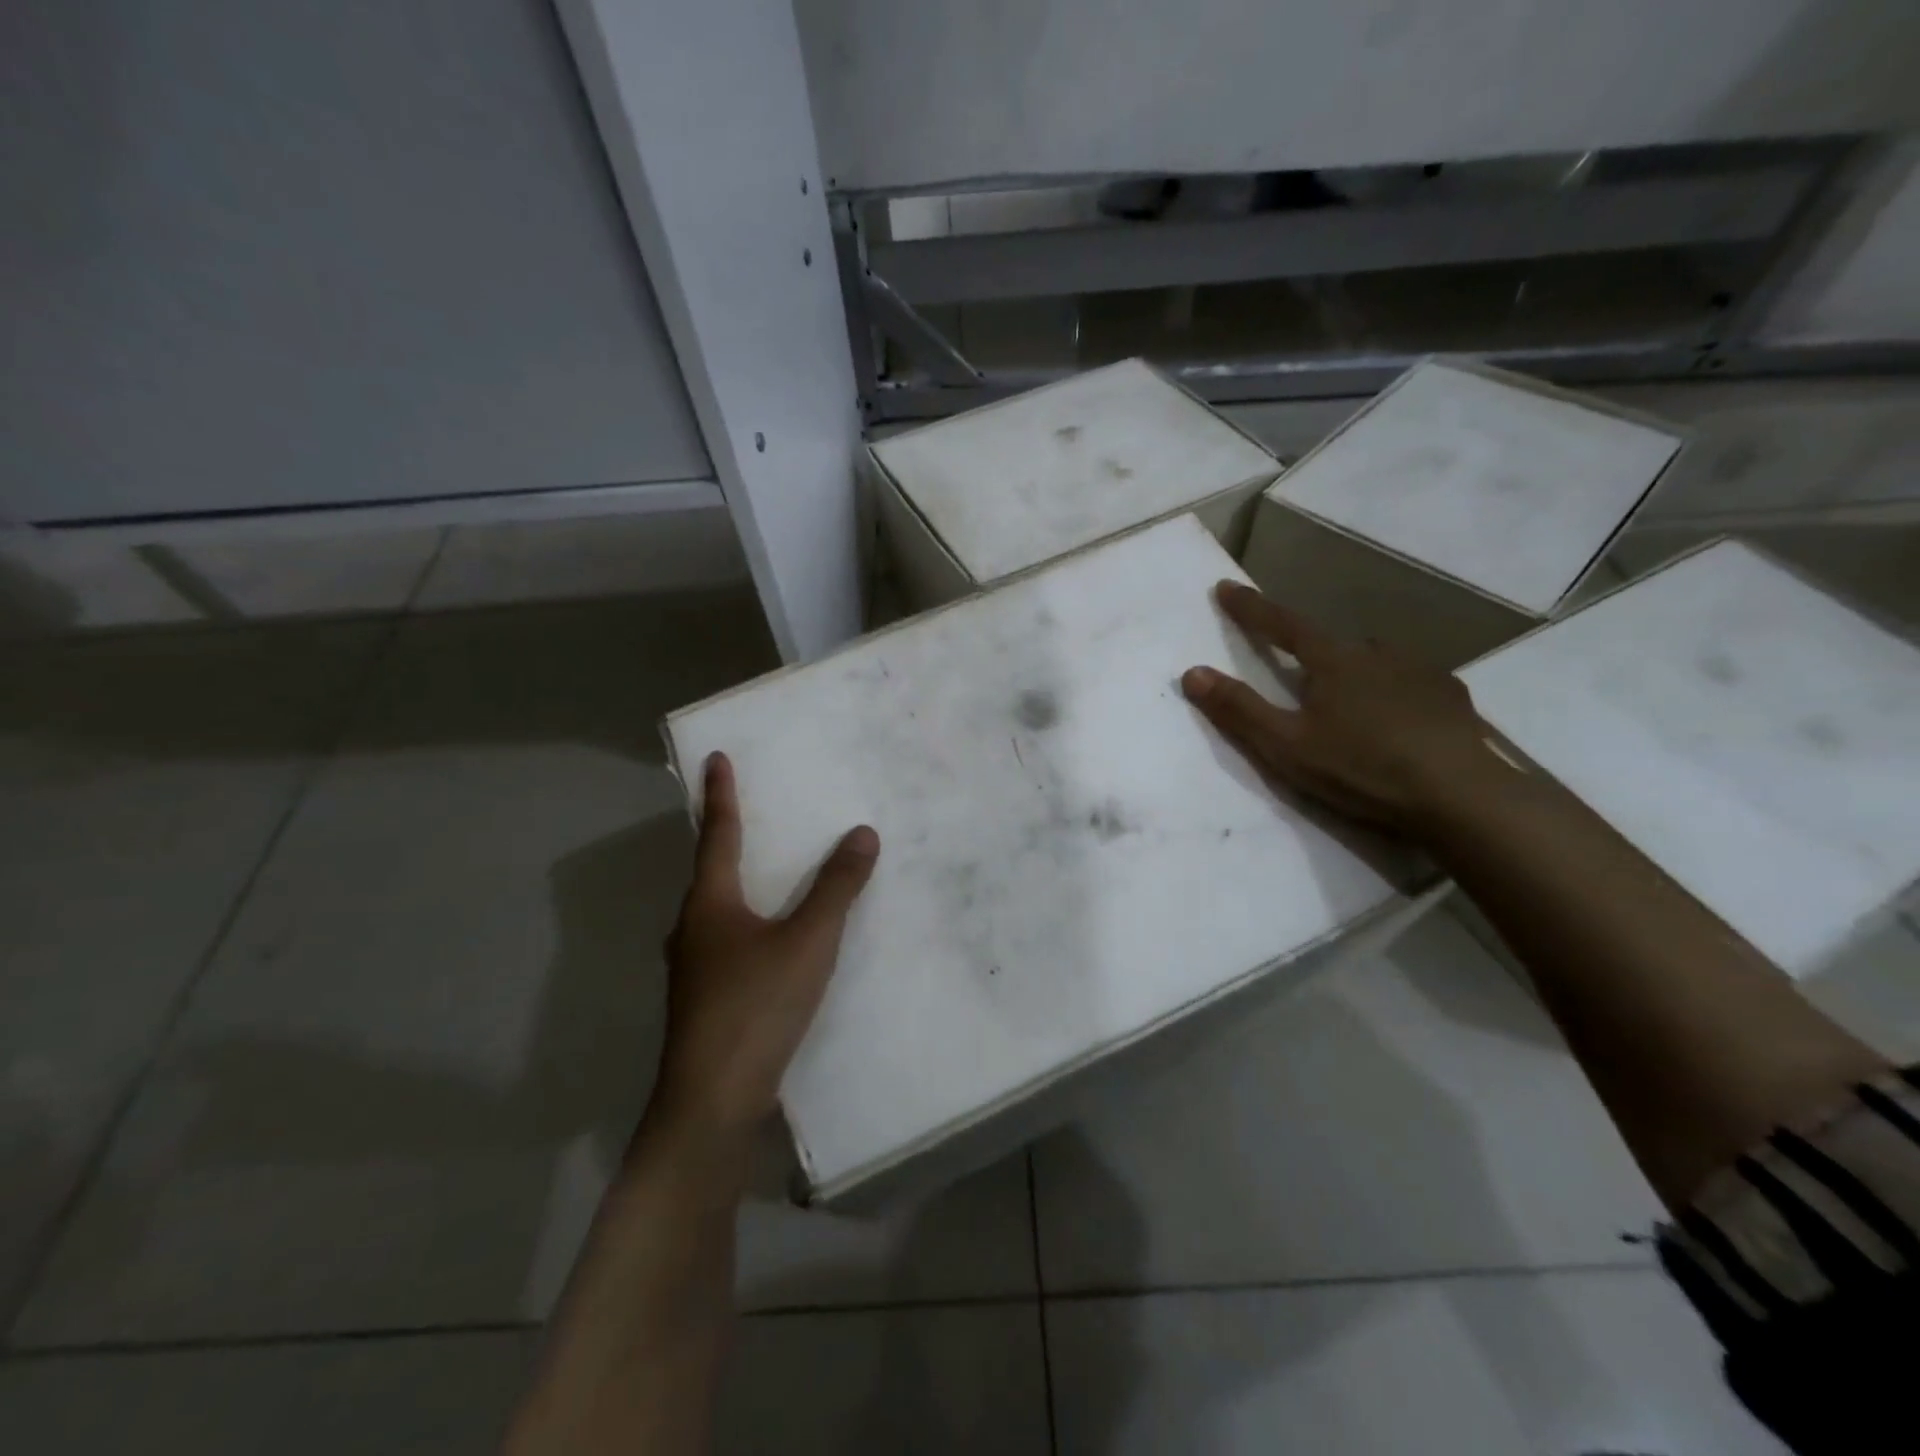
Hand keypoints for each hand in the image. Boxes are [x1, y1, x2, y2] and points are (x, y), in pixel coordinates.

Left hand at [650, 752, 879, 1139]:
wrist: (711, 1104)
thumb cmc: (756, 1007)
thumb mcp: (808, 941)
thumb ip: (837, 888)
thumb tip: (862, 834)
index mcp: (709, 904)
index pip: (718, 834)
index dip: (721, 794)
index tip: (716, 757)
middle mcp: (692, 929)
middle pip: (710, 871)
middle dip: (729, 838)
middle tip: (756, 813)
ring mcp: (695, 968)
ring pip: (719, 911)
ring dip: (741, 884)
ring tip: (771, 872)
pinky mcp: (706, 1001)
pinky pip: (730, 942)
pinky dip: (751, 923)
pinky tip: (775, 941)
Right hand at [1182, 580, 1505, 835]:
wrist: (1460, 797)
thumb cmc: (1362, 768)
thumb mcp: (1287, 746)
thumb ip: (1239, 710)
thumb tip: (1192, 672)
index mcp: (1333, 661)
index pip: (1281, 624)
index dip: (1251, 608)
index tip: (1225, 586)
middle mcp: (1376, 653)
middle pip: (1330, 643)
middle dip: (1308, 651)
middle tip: (1298, 675)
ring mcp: (1420, 671)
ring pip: (1373, 660)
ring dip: (1353, 671)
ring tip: (1348, 703)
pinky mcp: (1451, 696)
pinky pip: (1409, 681)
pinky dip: (1392, 690)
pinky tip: (1396, 719)